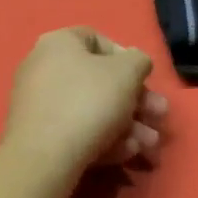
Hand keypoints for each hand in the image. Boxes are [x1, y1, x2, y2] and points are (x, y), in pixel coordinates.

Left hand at [1, 28, 166, 177]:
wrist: (44, 157)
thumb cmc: (89, 101)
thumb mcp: (126, 73)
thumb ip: (139, 61)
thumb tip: (135, 63)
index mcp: (58, 44)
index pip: (97, 40)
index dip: (126, 57)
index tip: (144, 78)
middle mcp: (43, 68)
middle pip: (99, 81)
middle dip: (136, 101)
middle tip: (159, 116)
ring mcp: (38, 104)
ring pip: (92, 110)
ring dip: (128, 126)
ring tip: (150, 145)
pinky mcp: (39, 136)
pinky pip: (77, 131)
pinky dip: (104, 139)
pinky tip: (127, 154)